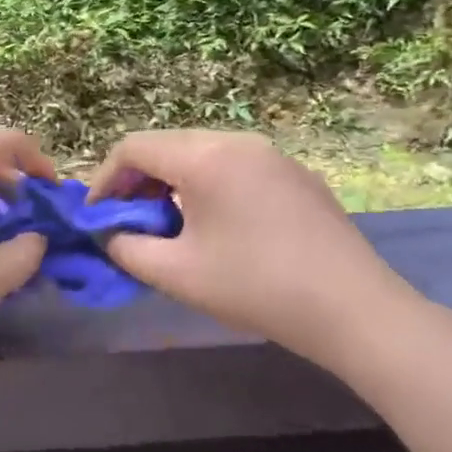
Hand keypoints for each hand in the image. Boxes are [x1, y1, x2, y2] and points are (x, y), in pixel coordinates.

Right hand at [90, 130, 428, 369]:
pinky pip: (235, 166)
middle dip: (137, 181)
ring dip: (172, 183)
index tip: (96, 217)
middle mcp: (237, 142)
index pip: (133, 148)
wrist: (354, 309)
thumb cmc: (255, 287)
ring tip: (169, 226)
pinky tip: (218, 227)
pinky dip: (209, 186)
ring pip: (202, 154)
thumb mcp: (175, 274)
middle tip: (128, 222)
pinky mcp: (296, 174)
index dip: (104, 180)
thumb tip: (109, 234)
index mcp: (204, 157)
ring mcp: (272, 155)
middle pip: (167, 146)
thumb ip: (126, 248)